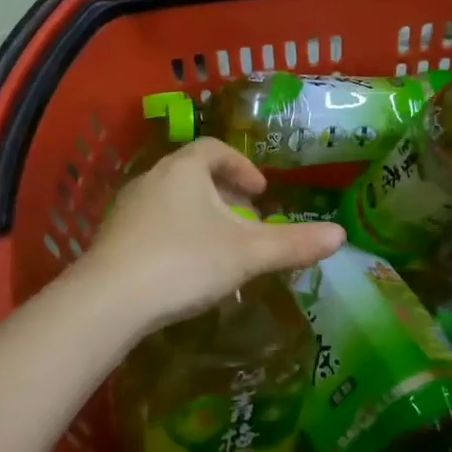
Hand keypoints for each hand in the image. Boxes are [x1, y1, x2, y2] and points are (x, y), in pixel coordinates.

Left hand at [77, 138, 344, 335]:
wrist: (109, 300)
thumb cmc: (184, 262)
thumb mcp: (246, 254)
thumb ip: (293, 244)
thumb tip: (341, 235)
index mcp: (183, 170)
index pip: (214, 150)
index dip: (242, 167)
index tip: (260, 192)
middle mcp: (151, 179)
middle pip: (191, 175)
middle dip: (222, 194)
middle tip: (245, 220)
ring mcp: (126, 209)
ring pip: (170, 202)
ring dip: (198, 216)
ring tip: (218, 246)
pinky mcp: (111, 239)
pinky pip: (151, 226)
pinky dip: (174, 236)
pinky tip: (183, 269)